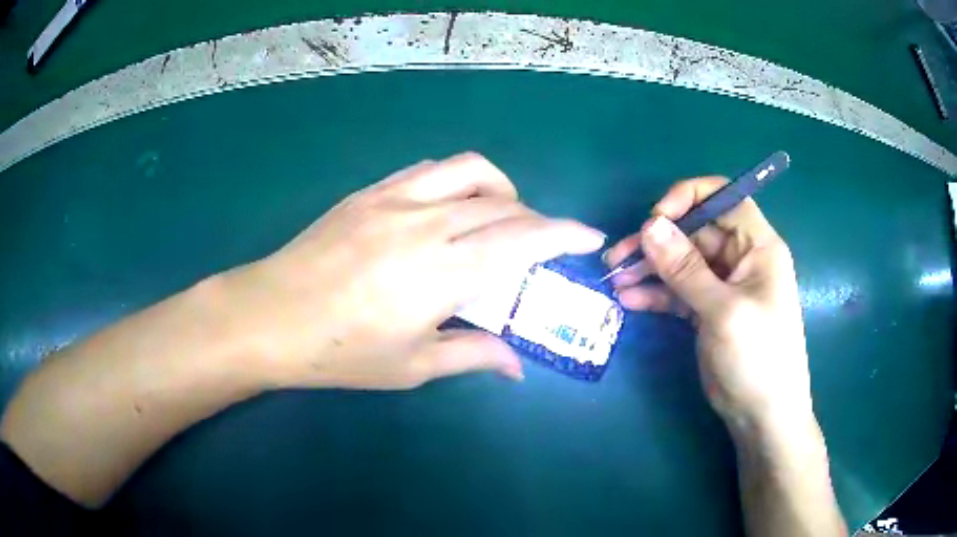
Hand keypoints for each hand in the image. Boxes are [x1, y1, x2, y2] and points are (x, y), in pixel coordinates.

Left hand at [218, 153, 604, 389]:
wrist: (269, 316)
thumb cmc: (339, 352)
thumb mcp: (411, 365)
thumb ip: (472, 355)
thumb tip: (517, 366)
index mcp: (441, 273)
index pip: (522, 240)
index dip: (565, 234)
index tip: (590, 237)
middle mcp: (425, 224)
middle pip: (503, 204)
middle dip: (536, 220)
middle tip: (538, 247)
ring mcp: (393, 200)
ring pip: (468, 170)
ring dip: (498, 189)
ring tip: (496, 218)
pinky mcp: (368, 192)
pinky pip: (427, 170)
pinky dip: (455, 181)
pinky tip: (448, 207)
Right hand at [604, 177, 810, 426]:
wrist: (762, 415)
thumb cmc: (758, 358)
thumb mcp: (722, 311)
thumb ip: (685, 269)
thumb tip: (650, 225)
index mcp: (757, 246)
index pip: (723, 198)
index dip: (689, 198)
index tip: (656, 218)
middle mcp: (740, 258)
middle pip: (694, 231)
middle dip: (656, 241)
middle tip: (618, 258)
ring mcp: (722, 285)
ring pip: (681, 262)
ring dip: (648, 268)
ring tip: (615, 280)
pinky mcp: (707, 310)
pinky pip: (677, 291)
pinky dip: (654, 293)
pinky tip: (629, 300)